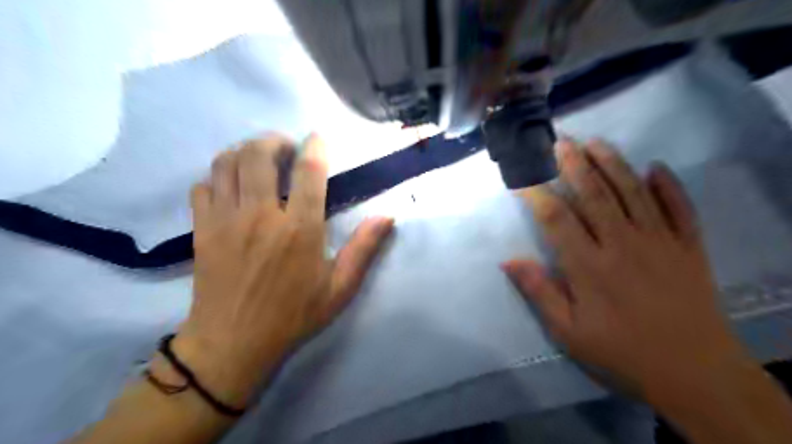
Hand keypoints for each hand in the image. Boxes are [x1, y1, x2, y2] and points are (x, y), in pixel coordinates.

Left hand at [173, 134, 394, 406]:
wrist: (233, 343)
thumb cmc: (293, 315)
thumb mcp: (339, 288)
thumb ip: (364, 248)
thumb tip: (387, 216)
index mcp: (300, 229)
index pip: (309, 173)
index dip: (315, 148)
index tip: (317, 139)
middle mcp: (261, 215)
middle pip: (259, 155)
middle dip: (274, 141)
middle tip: (285, 147)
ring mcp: (226, 220)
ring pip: (227, 163)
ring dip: (244, 151)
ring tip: (258, 159)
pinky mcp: (202, 229)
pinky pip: (203, 186)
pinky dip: (218, 177)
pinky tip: (231, 187)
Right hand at [504, 139, 746, 397]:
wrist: (694, 373)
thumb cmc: (621, 352)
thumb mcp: (568, 331)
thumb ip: (539, 292)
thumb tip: (507, 261)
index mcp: (589, 266)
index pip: (556, 218)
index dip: (536, 195)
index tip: (522, 179)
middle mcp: (622, 244)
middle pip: (594, 194)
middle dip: (574, 165)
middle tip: (562, 142)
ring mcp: (660, 241)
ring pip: (633, 192)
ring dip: (613, 163)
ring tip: (596, 142)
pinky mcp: (689, 247)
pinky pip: (680, 208)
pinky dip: (669, 185)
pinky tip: (657, 167)